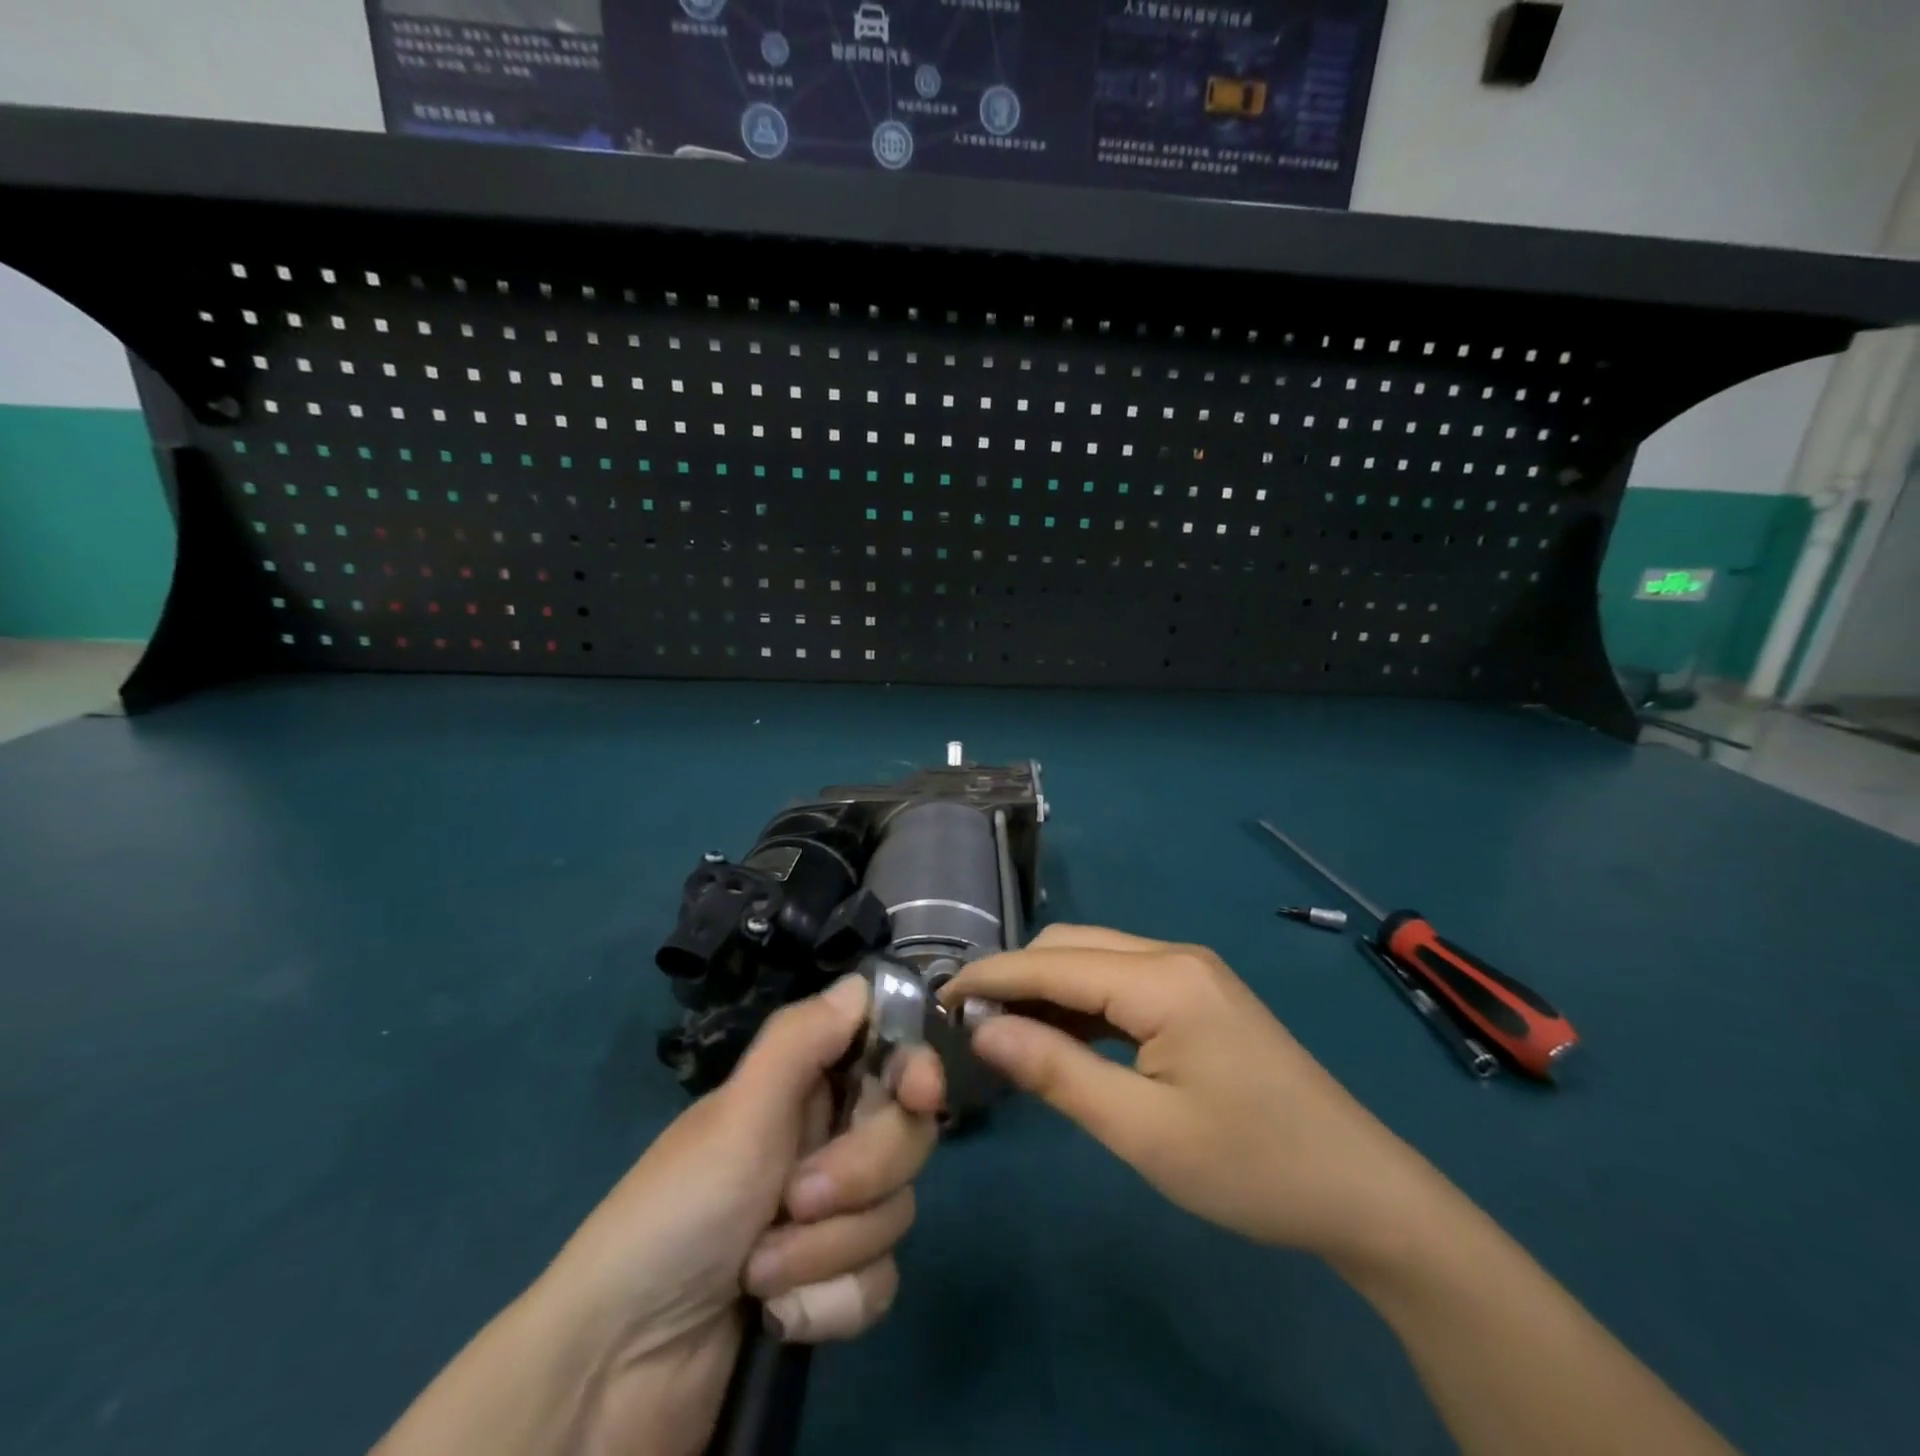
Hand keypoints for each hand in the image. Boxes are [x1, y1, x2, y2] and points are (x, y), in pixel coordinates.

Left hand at [375, 973, 943, 1455]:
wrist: (618, 1372)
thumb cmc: (677, 1215)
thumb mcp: (737, 1116)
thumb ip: (801, 1040)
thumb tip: (861, 980)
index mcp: (803, 1089)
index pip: (886, 1056)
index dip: (914, 1067)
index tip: (922, 1093)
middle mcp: (824, 1141)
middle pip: (905, 1133)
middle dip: (860, 1173)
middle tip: (797, 1196)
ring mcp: (831, 1216)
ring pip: (894, 1211)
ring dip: (830, 1249)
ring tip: (762, 1271)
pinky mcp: (831, 1285)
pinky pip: (879, 1281)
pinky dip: (831, 1304)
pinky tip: (779, 1318)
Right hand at [943, 924, 1434, 1260]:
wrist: (1359, 1190)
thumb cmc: (1249, 1167)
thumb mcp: (1142, 1131)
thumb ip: (1056, 1072)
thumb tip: (981, 1030)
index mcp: (1162, 978)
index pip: (1051, 963)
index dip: (989, 976)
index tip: (936, 999)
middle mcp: (1173, 955)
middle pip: (1070, 947)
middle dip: (1015, 977)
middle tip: (968, 1026)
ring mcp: (1189, 970)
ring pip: (1093, 958)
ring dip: (1045, 989)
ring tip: (1002, 1033)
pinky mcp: (1197, 993)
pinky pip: (1121, 980)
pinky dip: (1080, 1001)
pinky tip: (1060, 1037)